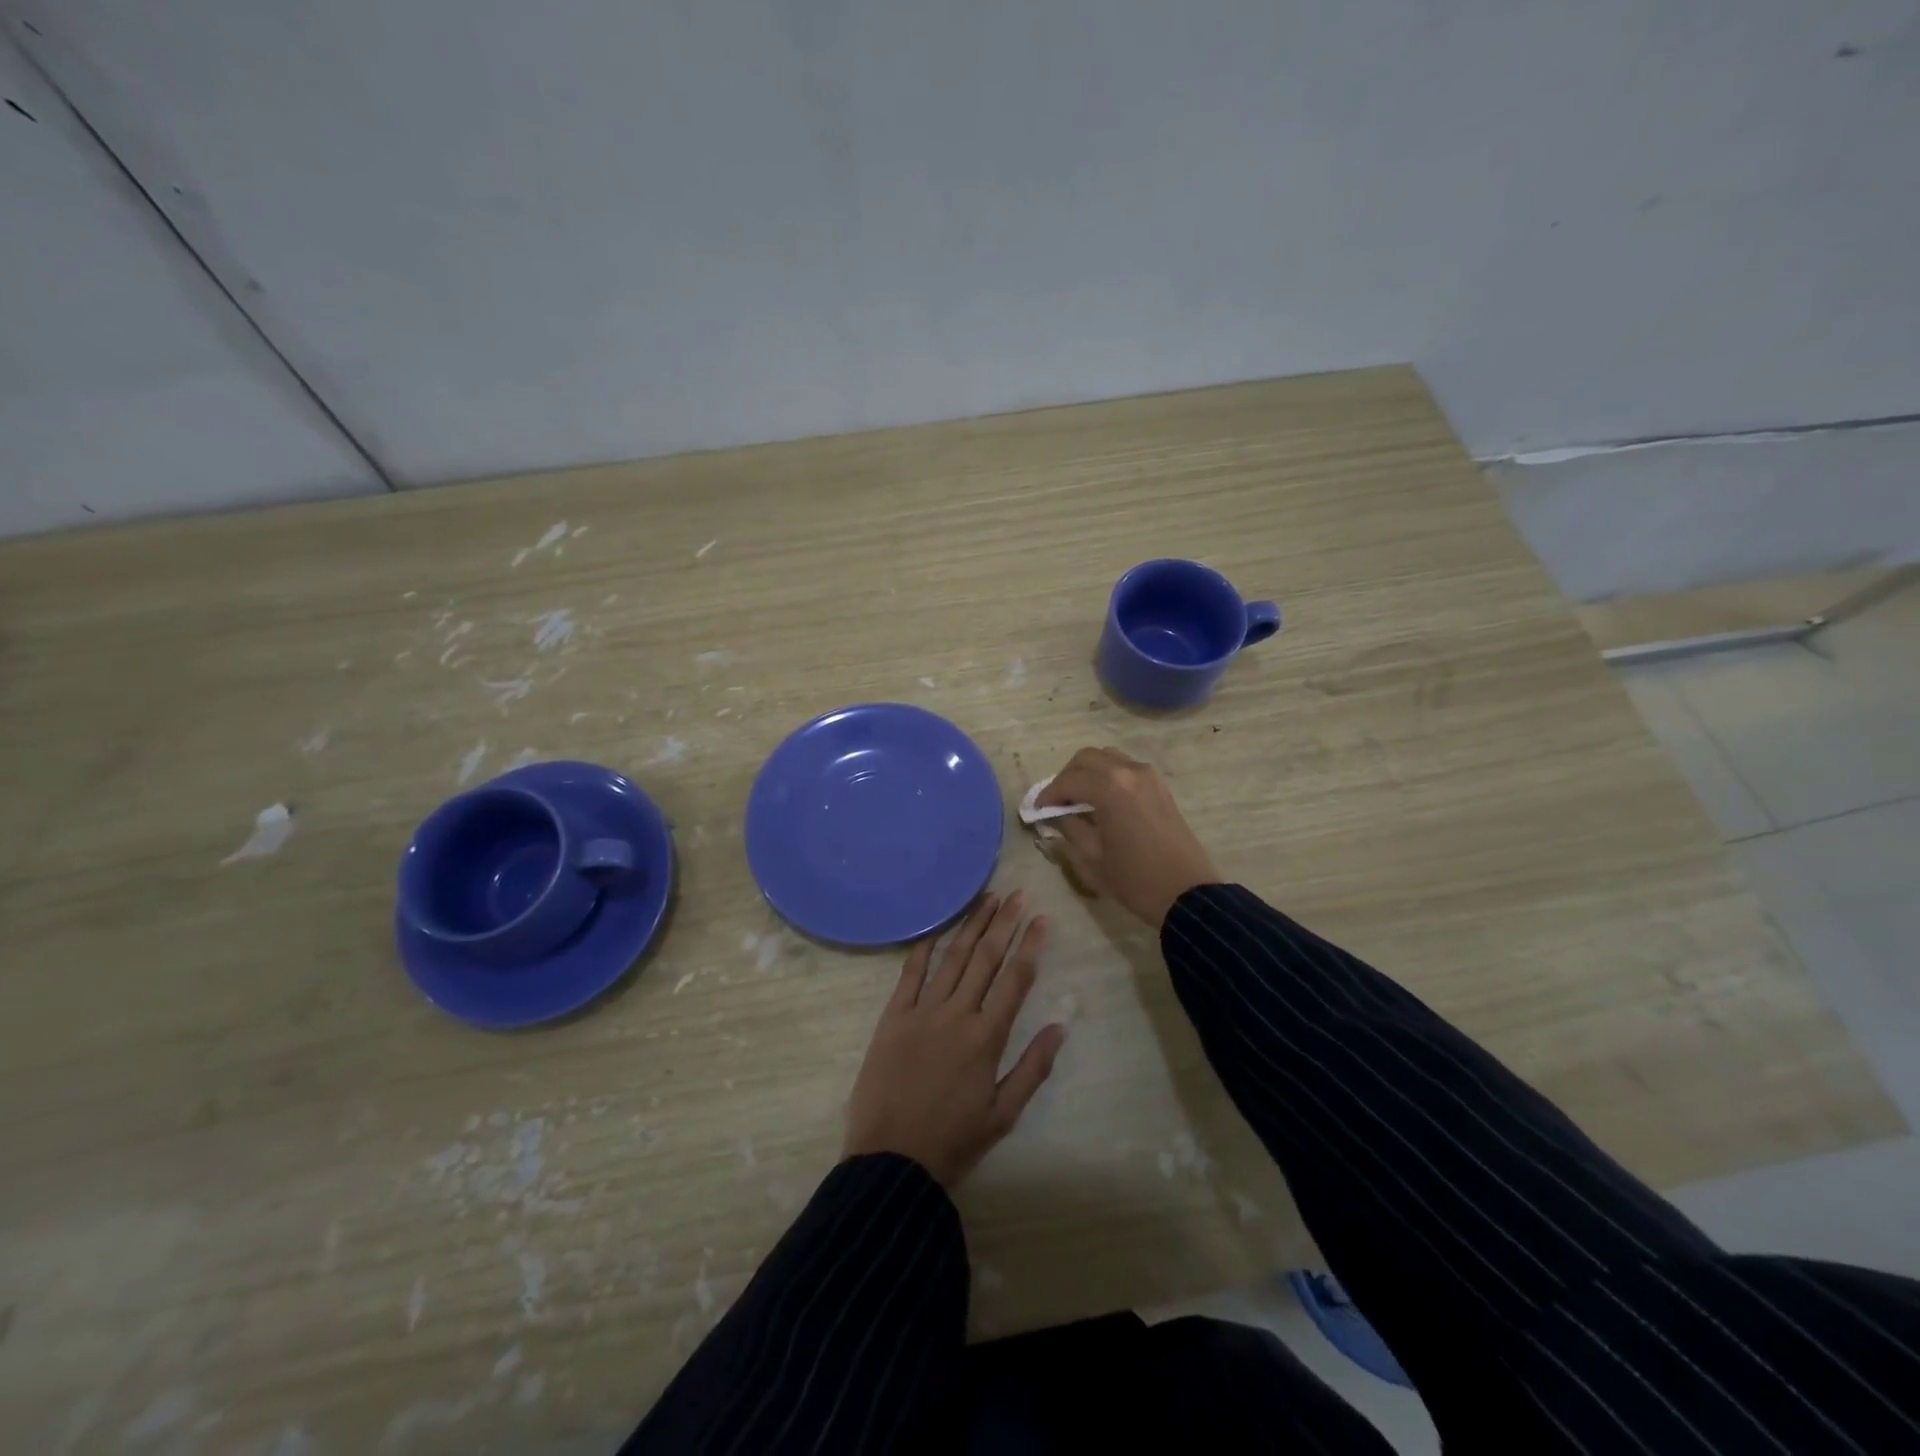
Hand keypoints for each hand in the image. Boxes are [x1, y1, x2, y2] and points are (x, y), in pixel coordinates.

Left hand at [843, 890, 1066, 1187]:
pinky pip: (910, 973)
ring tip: (987, 899)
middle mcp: (957, 1014)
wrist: (890, 1161)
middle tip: (1018, 894)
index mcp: (987, 1038)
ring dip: (971, 926)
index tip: (1042, 918)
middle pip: (986, 958)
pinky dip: (924, 948)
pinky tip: (937, 928)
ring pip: (952, 958)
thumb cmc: (953, 1141)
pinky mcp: (893, 1017)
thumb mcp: (1004, 1115)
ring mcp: (922, 1012)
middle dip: (1004, 923)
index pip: (1016, 979)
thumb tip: (1060, 1026)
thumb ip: (1033, 1067)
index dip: (1031, 945)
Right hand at [1038, 747, 1219, 926]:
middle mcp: (1128, 771)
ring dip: (1088, 772)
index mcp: (1109, 787)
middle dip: (1067, 777)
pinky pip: (1126, 768)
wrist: (1186, 893)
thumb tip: (1057, 815)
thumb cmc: (1134, 878)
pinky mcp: (1160, 787)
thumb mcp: (1091, 857)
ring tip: (1079, 799)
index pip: (1068, 781)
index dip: (1048, 795)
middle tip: (1057, 802)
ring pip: (1108, 758)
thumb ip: (1070, 828)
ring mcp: (1148, 776)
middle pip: (1086, 758)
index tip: (1037, 810)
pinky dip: (1108, 776)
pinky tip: (1103, 801)